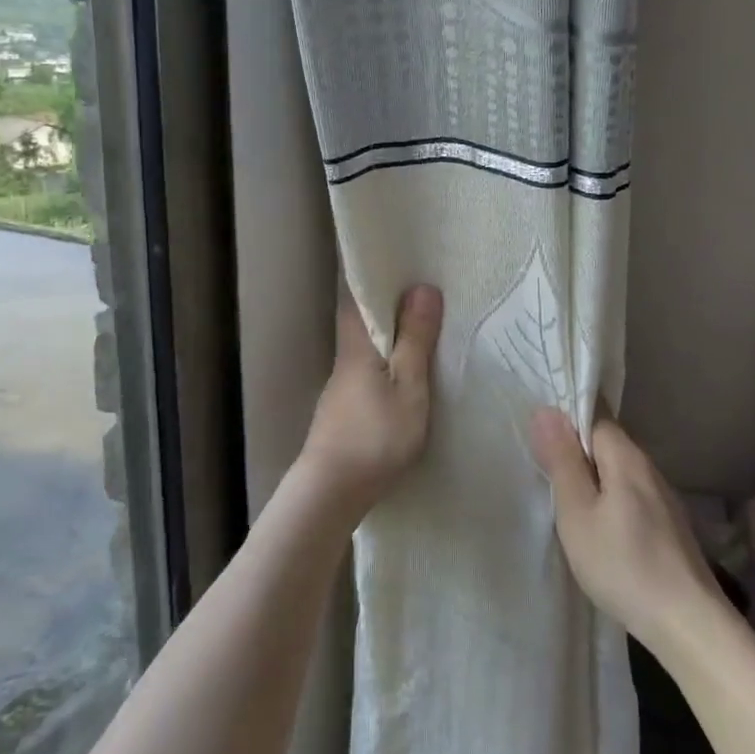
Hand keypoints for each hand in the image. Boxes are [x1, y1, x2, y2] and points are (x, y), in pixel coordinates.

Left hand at [300, 285, 443, 520]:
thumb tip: (422, 287)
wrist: (332, 490)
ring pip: (364, 346)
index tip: (399, 263)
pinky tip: (401, 370)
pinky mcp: (344, 409)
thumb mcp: (408, 386)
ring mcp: (341, 386)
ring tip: (419, 326)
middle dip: (385, 304)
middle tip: (420, 291)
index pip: (357, 297)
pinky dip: (384, 360)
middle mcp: (345, 358)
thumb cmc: (375, 434)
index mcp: (357, 344)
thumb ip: (415, 340)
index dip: (374, 279)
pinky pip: (367, 369)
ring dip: (387, 334)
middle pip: (360, 320)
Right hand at [530, 409, 723, 653]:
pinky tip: (599, 528)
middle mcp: (649, 469)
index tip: (541, 442)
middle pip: (607, 444)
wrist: (689, 625)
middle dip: (577, 452)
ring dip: (593, 479)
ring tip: (566, 502)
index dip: (566, 422)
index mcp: (627, 457)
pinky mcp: (670, 527)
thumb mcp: (577, 513)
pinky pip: (631, 495)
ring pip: (619, 472)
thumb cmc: (623, 565)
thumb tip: (546, 411)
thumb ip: (562, 462)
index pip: (594, 416)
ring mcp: (664, 499)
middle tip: (545, 474)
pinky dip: (610, 500)